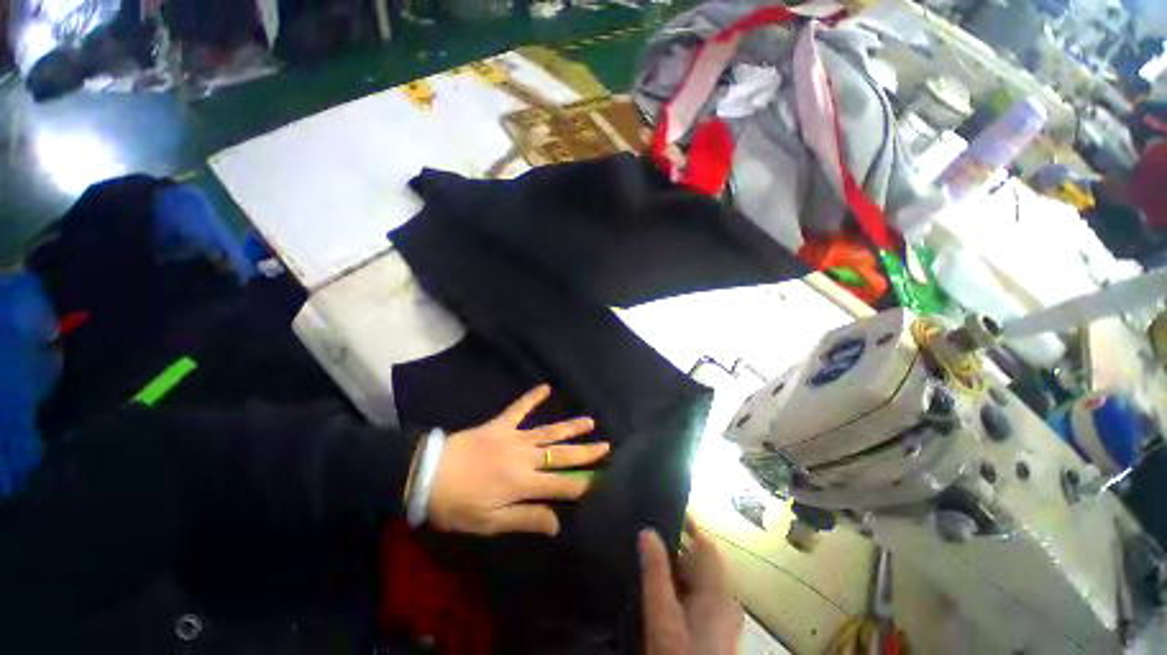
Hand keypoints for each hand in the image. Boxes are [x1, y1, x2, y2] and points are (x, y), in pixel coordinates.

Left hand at [427, 385, 609, 535]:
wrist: (427, 474)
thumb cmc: (458, 504)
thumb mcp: (490, 522)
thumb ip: (526, 519)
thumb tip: (557, 524)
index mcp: (523, 483)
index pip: (562, 485)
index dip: (583, 484)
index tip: (602, 481)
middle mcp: (525, 457)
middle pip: (562, 455)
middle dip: (586, 452)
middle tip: (606, 446)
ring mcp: (514, 437)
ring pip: (549, 431)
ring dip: (570, 426)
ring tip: (590, 421)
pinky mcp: (500, 424)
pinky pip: (519, 408)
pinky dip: (532, 397)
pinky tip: (546, 386)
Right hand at [640, 517, 742, 654]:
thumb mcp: (662, 615)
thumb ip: (656, 573)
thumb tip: (647, 531)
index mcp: (718, 592)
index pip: (707, 545)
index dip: (691, 522)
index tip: (670, 504)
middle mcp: (724, 600)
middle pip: (701, 560)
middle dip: (677, 544)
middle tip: (649, 529)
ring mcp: (720, 616)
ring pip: (698, 577)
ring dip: (676, 564)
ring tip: (649, 551)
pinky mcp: (712, 628)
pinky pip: (696, 593)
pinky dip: (679, 583)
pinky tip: (660, 585)